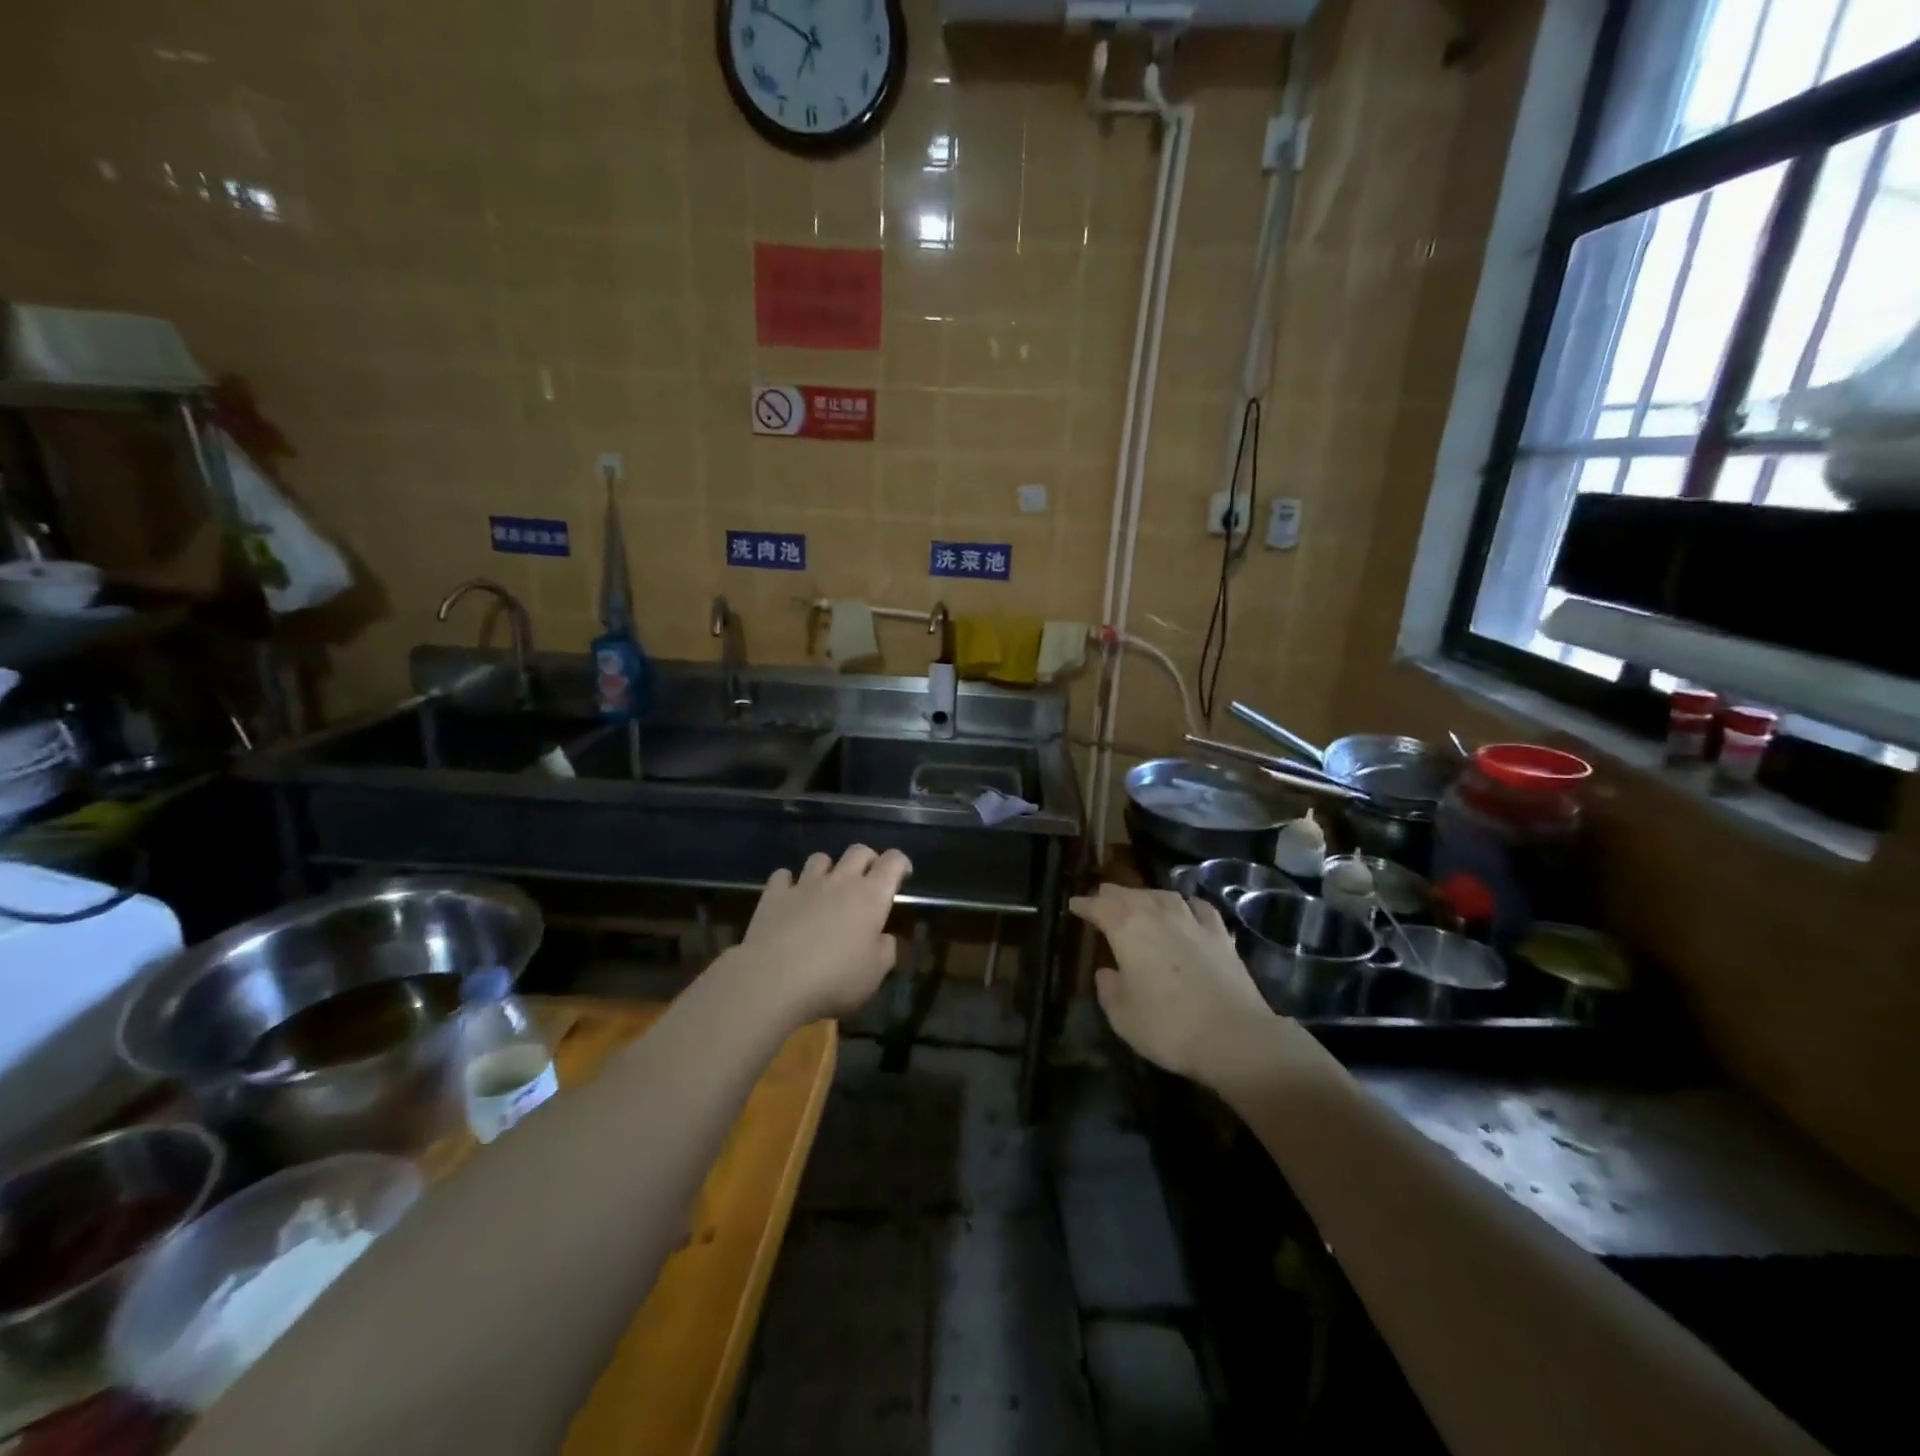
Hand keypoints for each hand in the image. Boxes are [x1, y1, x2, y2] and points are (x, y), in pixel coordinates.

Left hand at [734, 846, 912, 1024]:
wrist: (774, 980)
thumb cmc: (835, 978)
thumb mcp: (874, 973)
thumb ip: (885, 950)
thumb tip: (884, 938)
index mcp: (871, 896)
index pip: (892, 862)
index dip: (901, 862)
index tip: (903, 874)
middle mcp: (840, 881)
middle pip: (858, 851)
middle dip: (867, 859)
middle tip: (868, 878)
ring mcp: (804, 885)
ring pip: (820, 858)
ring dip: (828, 868)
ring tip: (827, 887)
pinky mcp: (774, 895)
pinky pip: (783, 876)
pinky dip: (789, 882)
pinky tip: (789, 896)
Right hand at [1068, 885, 1283, 1089]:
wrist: (1234, 1037)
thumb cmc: (1168, 1026)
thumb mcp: (1122, 1016)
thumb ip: (1109, 989)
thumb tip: (1107, 972)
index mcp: (1127, 928)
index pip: (1099, 906)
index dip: (1084, 905)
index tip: (1074, 906)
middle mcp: (1158, 914)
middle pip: (1130, 894)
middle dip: (1112, 895)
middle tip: (1101, 897)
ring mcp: (1192, 921)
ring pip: (1163, 895)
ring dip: (1146, 895)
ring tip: (1140, 900)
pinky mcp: (1220, 934)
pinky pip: (1198, 907)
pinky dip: (1185, 903)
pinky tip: (1186, 908)